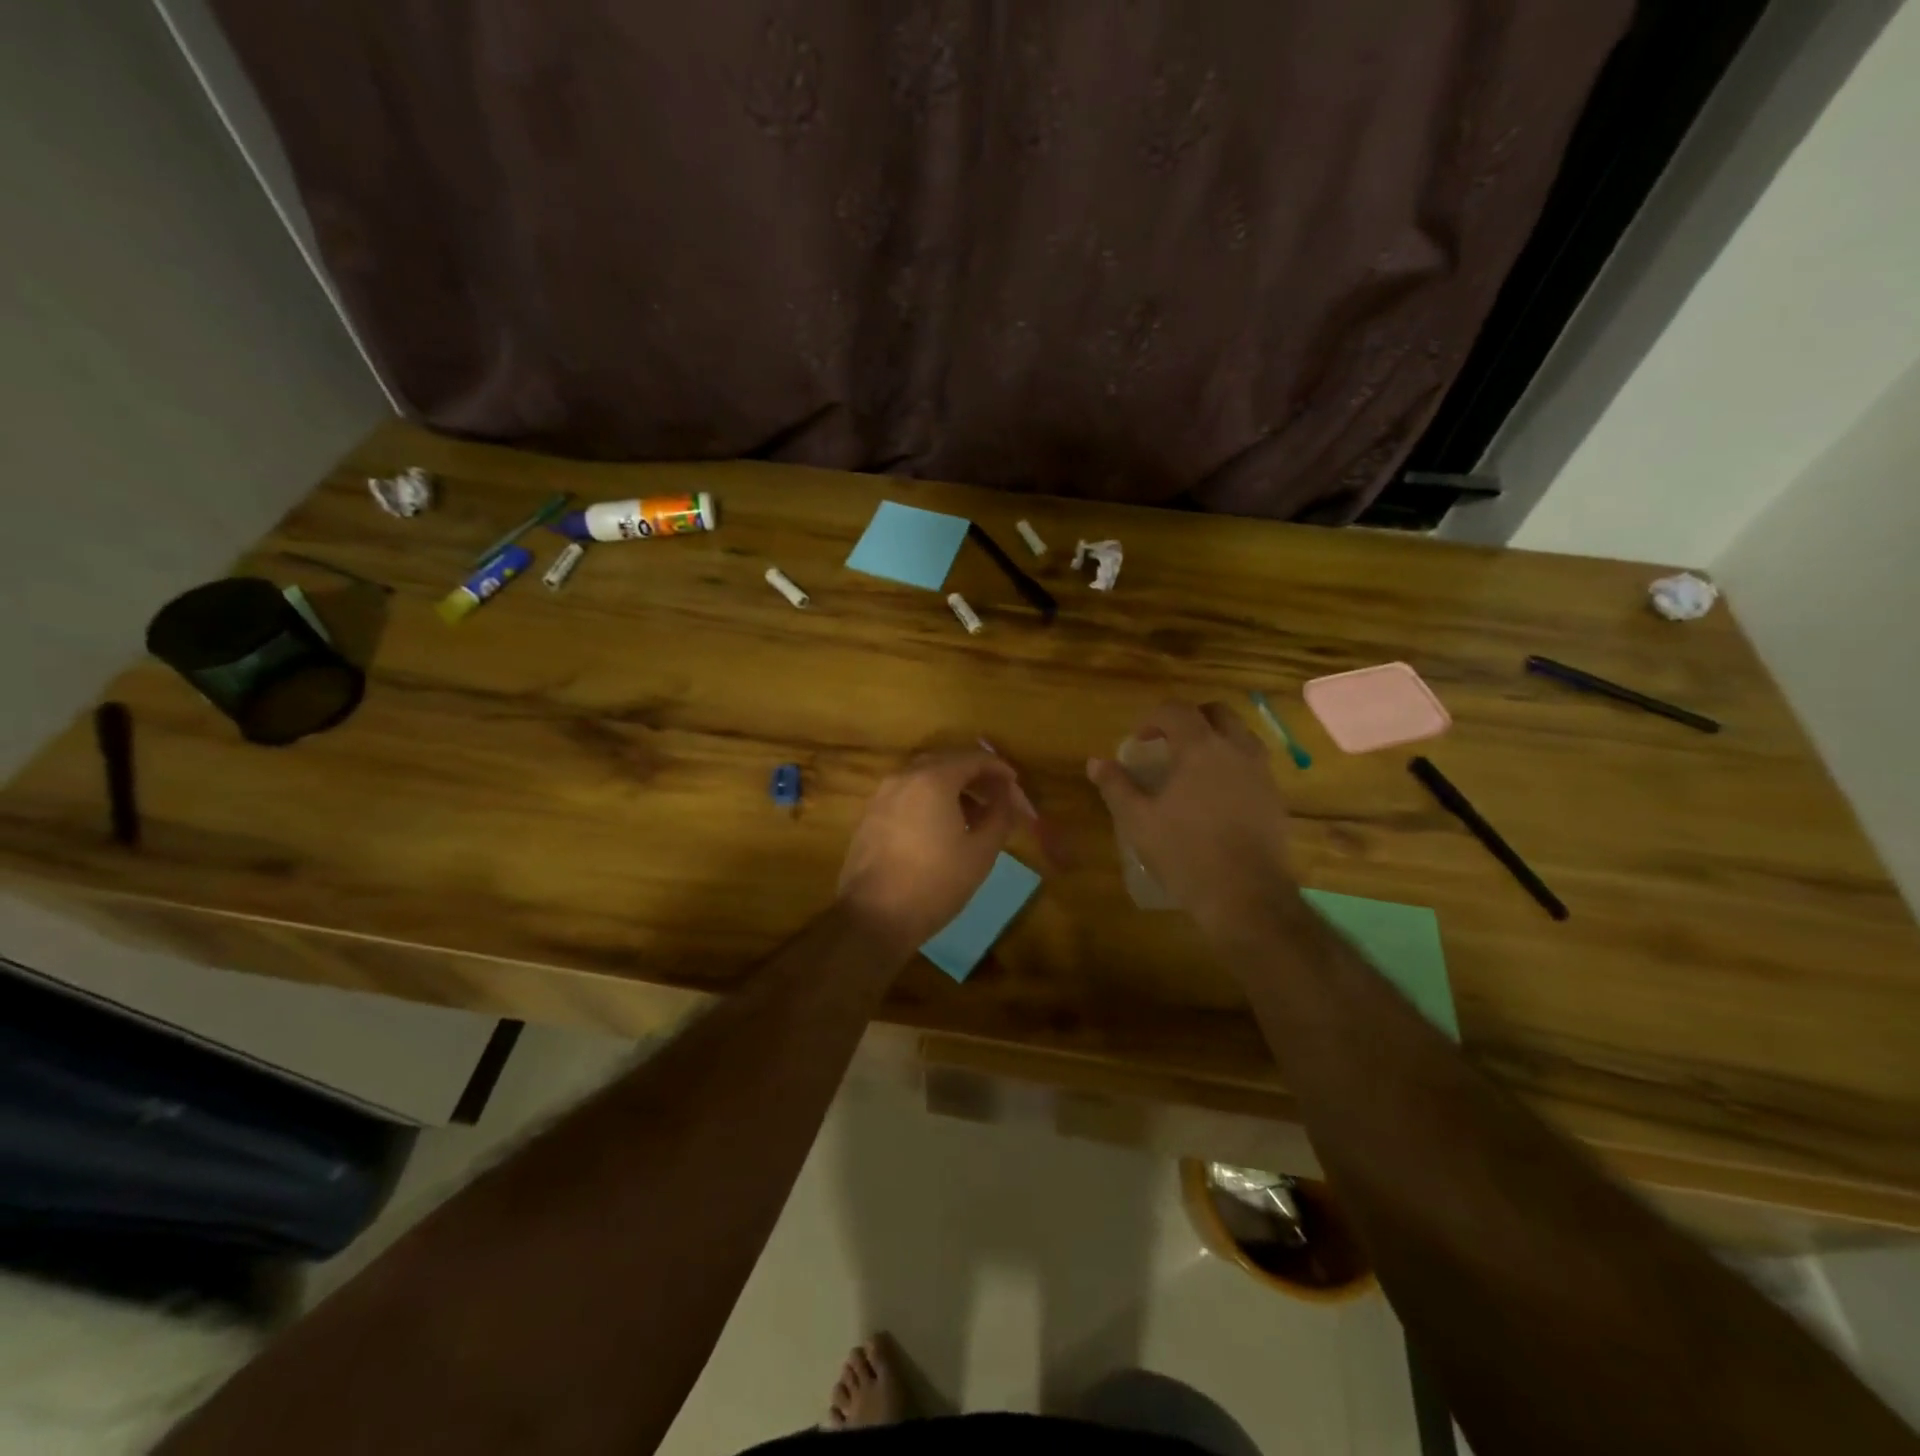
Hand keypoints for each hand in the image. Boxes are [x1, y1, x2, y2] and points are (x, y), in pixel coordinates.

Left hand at [838, 750, 1035, 953]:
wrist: (874, 916)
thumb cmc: (935, 883)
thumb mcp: (981, 852)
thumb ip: (1000, 815)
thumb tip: (1007, 795)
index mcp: (933, 779)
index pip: (973, 758)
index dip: (999, 769)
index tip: (1015, 784)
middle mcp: (904, 777)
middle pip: (947, 763)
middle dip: (975, 776)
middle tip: (998, 797)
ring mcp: (882, 796)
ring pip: (924, 779)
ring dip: (952, 789)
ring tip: (974, 816)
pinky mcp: (870, 816)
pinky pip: (907, 796)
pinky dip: (929, 801)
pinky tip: (942, 828)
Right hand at [1087, 702, 1295, 936]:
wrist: (1246, 895)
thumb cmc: (1185, 853)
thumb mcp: (1138, 821)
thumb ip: (1116, 786)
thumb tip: (1096, 762)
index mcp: (1200, 748)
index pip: (1176, 710)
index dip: (1153, 718)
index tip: (1138, 741)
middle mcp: (1236, 750)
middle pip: (1216, 712)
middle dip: (1190, 719)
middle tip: (1168, 743)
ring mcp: (1261, 772)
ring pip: (1240, 735)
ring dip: (1215, 738)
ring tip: (1193, 766)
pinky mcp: (1275, 797)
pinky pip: (1253, 763)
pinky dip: (1232, 763)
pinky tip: (1216, 794)